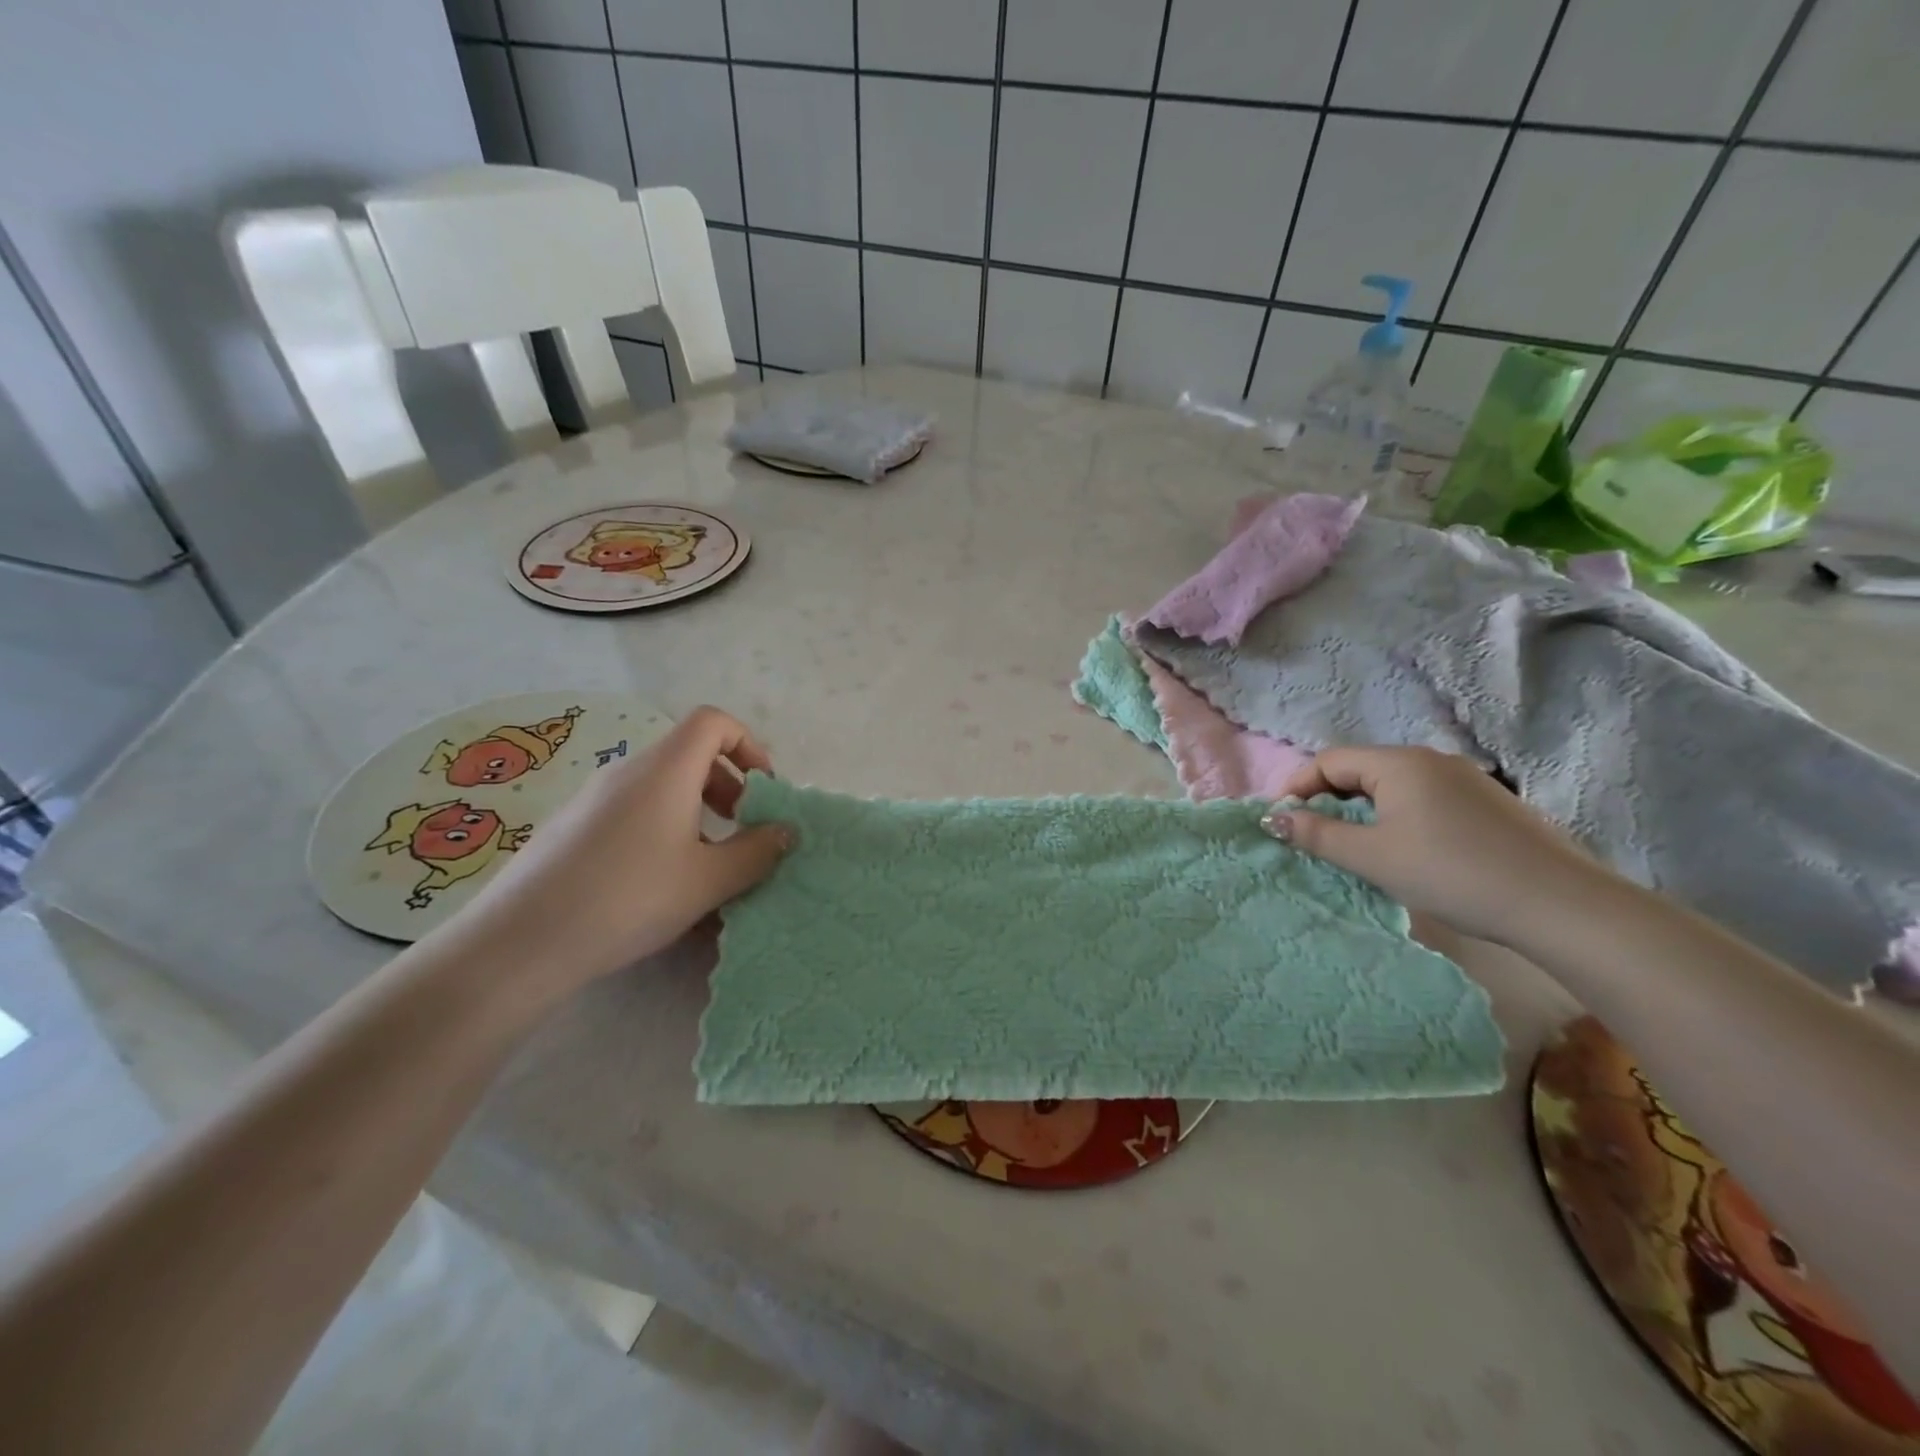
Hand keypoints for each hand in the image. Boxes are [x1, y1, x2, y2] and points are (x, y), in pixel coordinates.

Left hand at [430, 706, 793, 998]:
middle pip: (689, 753)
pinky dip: (663, 829)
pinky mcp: (572, 827)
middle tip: (743, 830)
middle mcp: (628, 771)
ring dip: (697, 812)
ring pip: (661, 786)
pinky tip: (660, 883)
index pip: (713, 721)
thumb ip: (756, 851)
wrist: (520, 942)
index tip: (764, 789)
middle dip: (728, 785)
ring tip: (707, 864)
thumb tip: (785, 831)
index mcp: (665, 769)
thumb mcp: (709, 880)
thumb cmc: (629, 898)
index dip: (748, 744)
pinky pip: (633, 811)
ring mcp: (593, 798)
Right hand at [1263, 745, 1606, 944]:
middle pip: (1361, 769)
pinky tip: (1408, 851)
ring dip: (1363, 810)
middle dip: (1329, 799)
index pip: (1329, 761)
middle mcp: (1431, 759)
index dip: (1298, 788)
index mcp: (1399, 763)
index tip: (1282, 822)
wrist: (1560, 905)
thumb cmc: (1451, 873)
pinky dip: (1398, 817)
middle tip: (1314, 837)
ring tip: (1356, 847)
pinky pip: (1425, 799)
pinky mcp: (1490, 804)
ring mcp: (1466, 779)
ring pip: (1394, 786)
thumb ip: (1317, 834)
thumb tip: (1272, 819)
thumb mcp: (1372, 857)